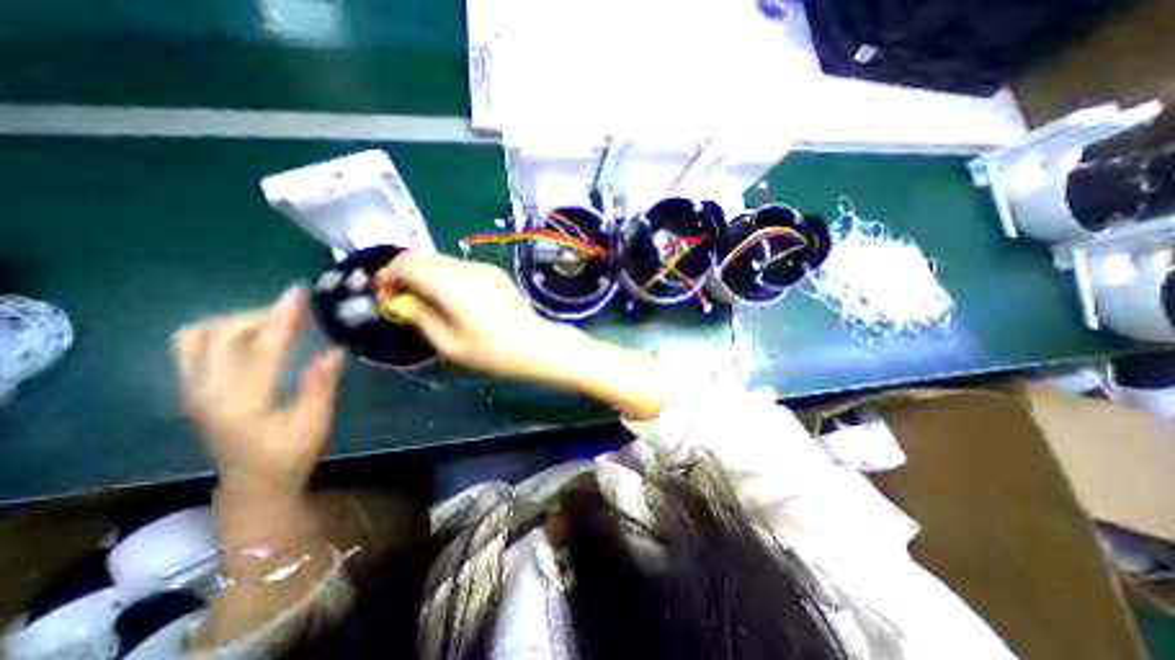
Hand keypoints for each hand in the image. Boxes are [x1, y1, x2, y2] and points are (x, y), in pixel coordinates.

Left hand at [169, 287, 343, 496]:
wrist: (253, 482)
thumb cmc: (290, 454)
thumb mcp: (314, 422)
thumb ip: (320, 385)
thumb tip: (334, 351)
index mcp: (241, 400)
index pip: (261, 347)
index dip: (281, 317)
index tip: (298, 291)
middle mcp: (206, 390)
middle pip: (222, 334)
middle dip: (261, 315)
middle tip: (298, 314)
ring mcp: (192, 388)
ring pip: (198, 335)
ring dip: (236, 321)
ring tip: (273, 323)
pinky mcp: (193, 388)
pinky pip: (193, 346)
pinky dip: (220, 330)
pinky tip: (250, 336)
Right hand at [380, 250, 571, 381]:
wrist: (536, 344)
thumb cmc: (493, 352)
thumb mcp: (449, 345)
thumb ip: (421, 317)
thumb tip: (403, 301)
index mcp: (453, 284)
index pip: (408, 262)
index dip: (388, 275)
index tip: (384, 296)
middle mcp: (468, 268)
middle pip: (422, 256)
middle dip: (403, 273)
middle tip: (401, 299)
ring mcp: (484, 268)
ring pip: (441, 260)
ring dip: (424, 274)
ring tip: (425, 300)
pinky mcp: (495, 272)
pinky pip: (459, 267)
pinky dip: (444, 276)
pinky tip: (451, 298)